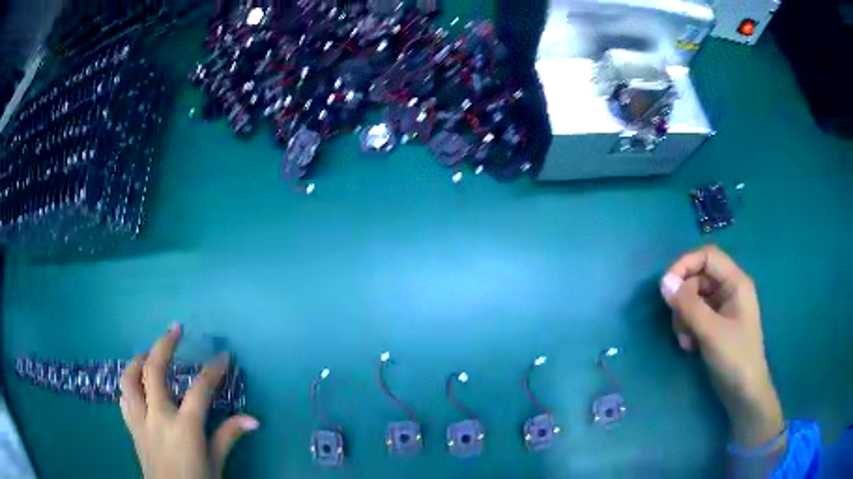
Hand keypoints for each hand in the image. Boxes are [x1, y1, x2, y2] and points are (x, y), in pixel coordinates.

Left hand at [119, 323, 258, 478]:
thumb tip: (254, 419)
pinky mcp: (132, 428)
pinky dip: (129, 386)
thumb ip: (228, 436)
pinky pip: (124, 398)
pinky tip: (137, 386)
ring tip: (148, 355)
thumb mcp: (216, 463)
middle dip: (164, 345)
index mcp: (184, 427)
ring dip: (138, 361)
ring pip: (129, 379)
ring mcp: (141, 420)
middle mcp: (158, 417)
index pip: (200, 390)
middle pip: (154, 370)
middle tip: (175, 329)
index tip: (224, 357)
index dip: (213, 370)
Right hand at [660, 246, 783, 447]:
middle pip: (698, 278)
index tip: (665, 286)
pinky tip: (689, 346)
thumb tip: (663, 282)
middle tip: (679, 324)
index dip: (685, 264)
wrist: (744, 393)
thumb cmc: (735, 358)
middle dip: (683, 299)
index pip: (707, 256)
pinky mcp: (716, 325)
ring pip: (694, 298)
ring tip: (685, 340)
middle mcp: (729, 289)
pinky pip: (695, 315)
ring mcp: (722, 308)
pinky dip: (688, 328)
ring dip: (684, 317)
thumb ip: (688, 305)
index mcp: (735, 282)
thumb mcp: (711, 331)